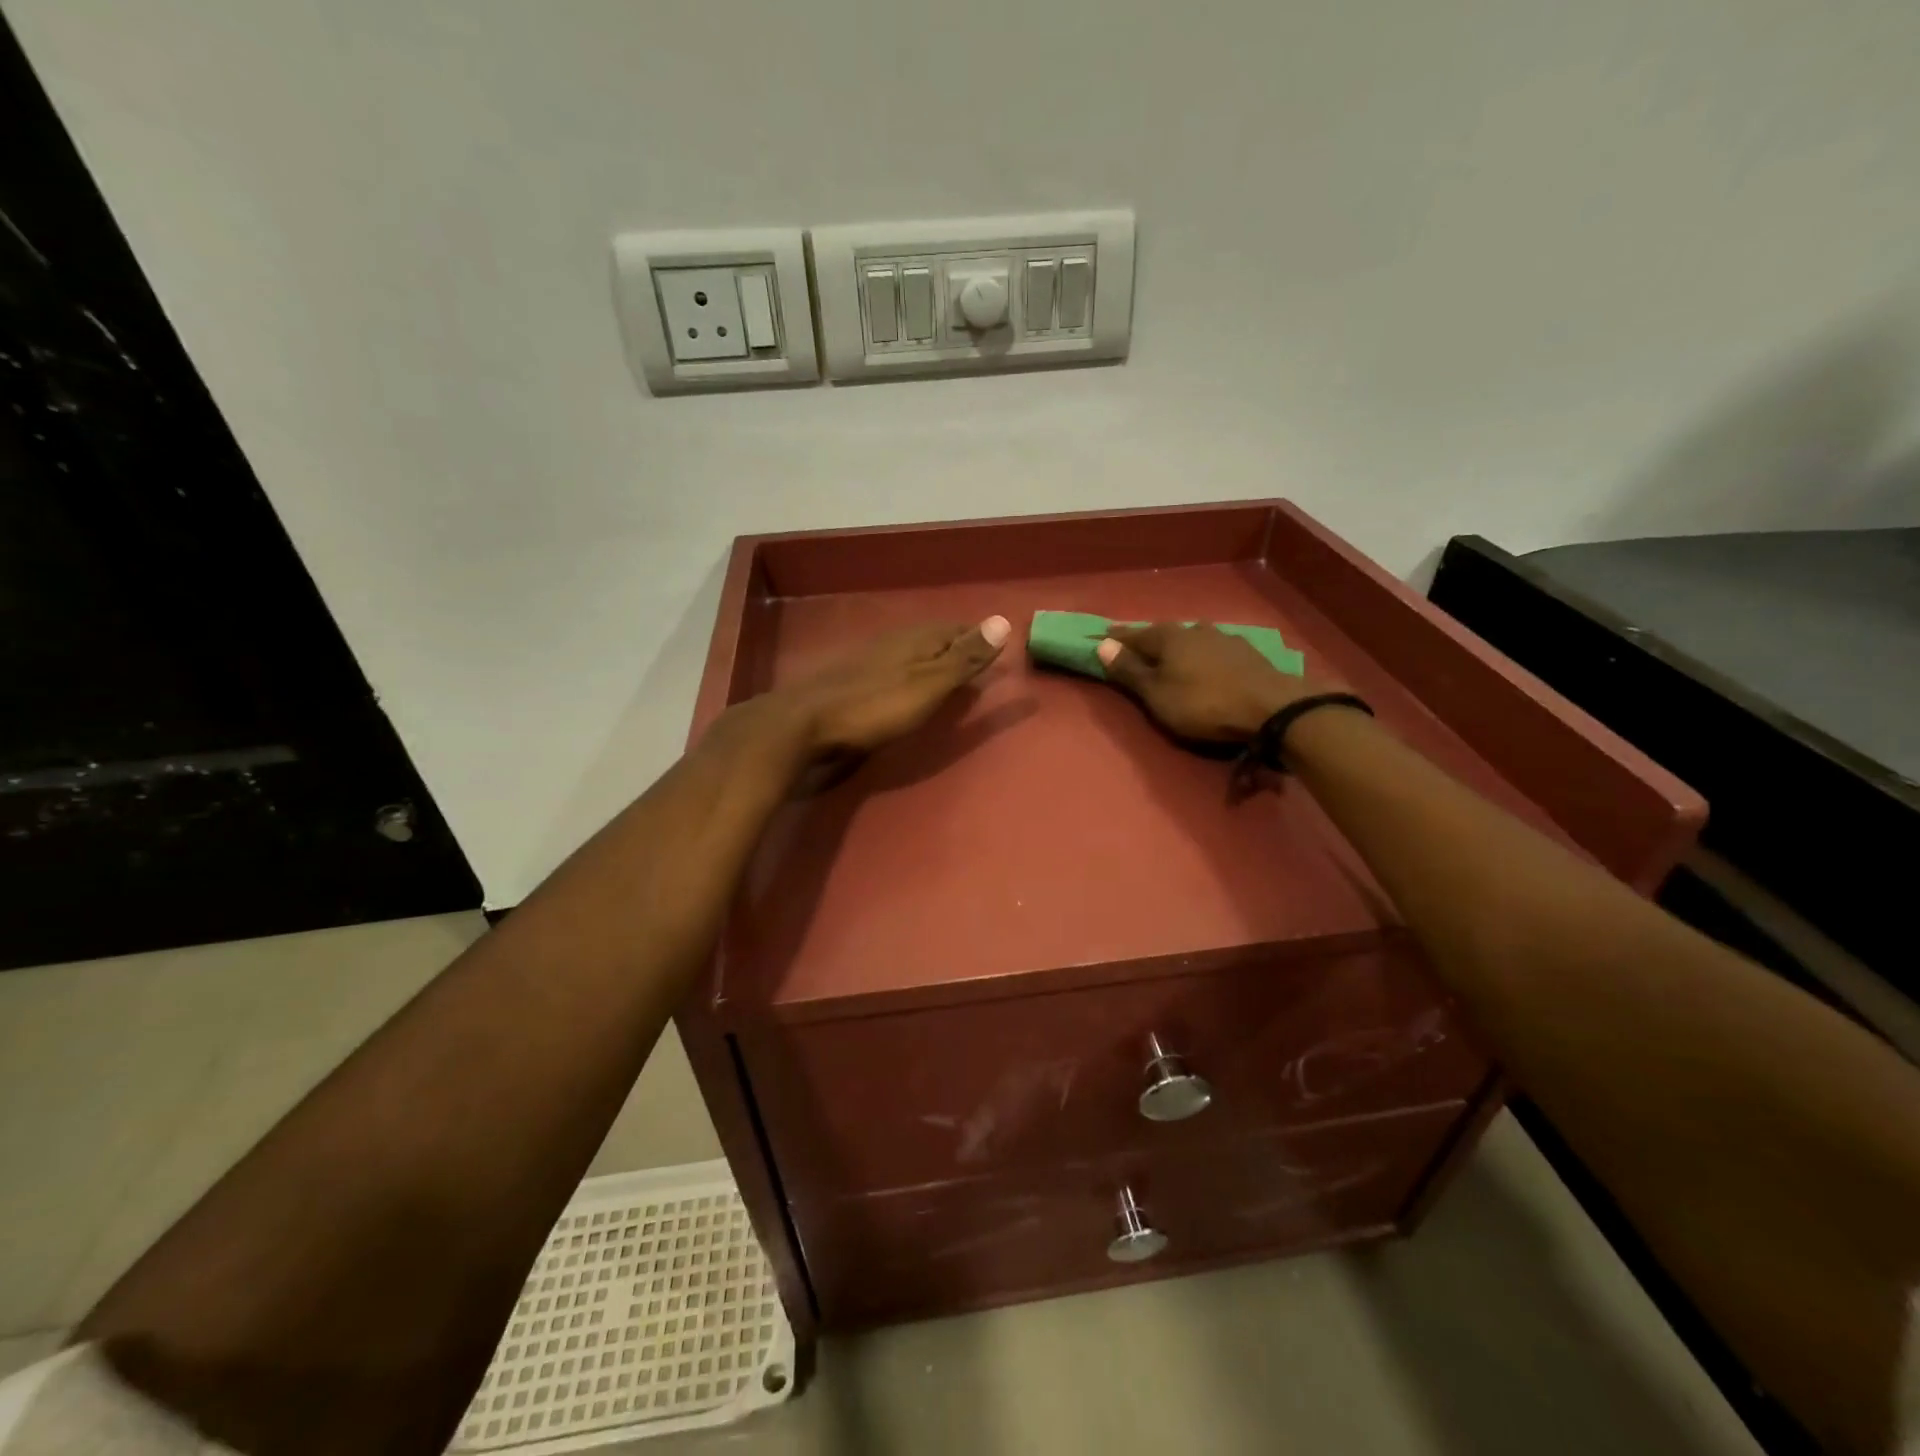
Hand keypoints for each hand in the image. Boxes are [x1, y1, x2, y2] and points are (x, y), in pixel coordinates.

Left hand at [763, 616, 1012, 758]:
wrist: (804, 724)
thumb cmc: (874, 707)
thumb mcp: (928, 685)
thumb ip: (963, 658)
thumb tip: (1003, 621)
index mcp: (916, 639)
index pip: (956, 629)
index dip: (977, 638)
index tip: (997, 649)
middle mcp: (893, 642)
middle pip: (933, 639)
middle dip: (955, 648)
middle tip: (976, 663)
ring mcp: (869, 660)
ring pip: (911, 653)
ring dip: (931, 661)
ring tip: (947, 676)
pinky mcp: (851, 681)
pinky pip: (892, 670)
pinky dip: (909, 676)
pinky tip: (905, 690)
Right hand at [1096, 622, 1329, 743]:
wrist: (1271, 708)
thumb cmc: (1203, 704)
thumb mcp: (1157, 695)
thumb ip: (1130, 671)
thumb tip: (1101, 644)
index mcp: (1168, 638)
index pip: (1133, 635)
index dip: (1115, 640)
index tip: (1099, 639)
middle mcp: (1194, 630)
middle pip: (1162, 635)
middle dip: (1147, 642)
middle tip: (1133, 651)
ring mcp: (1223, 639)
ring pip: (1190, 640)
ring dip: (1177, 648)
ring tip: (1169, 658)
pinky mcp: (1245, 653)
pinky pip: (1212, 650)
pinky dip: (1200, 656)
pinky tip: (1204, 664)